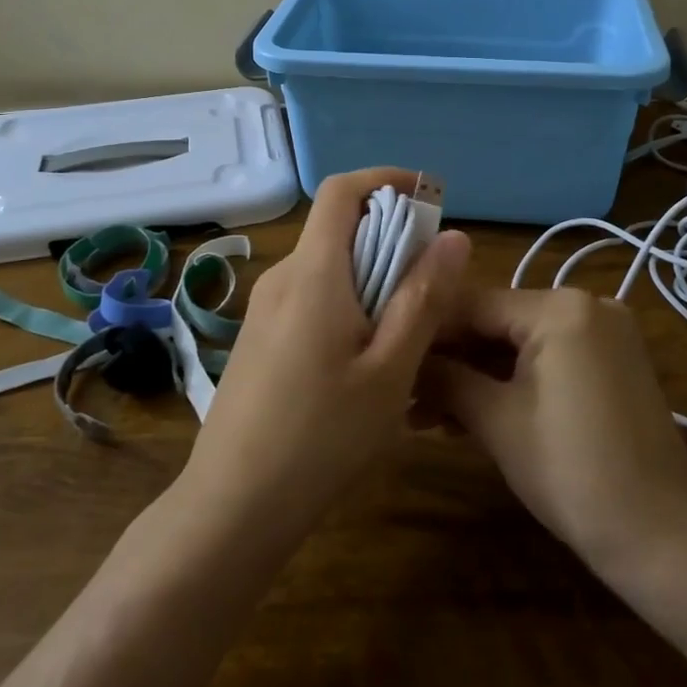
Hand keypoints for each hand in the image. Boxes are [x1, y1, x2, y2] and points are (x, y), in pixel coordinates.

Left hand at [180, 168, 471, 547]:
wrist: (232, 506)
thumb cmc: (321, 437)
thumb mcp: (390, 371)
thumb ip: (423, 298)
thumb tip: (454, 236)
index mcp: (313, 273)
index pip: (342, 190)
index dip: (386, 180)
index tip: (429, 199)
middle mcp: (282, 278)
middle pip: (338, 228)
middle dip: (390, 237)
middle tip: (433, 282)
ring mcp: (264, 309)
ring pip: (327, 266)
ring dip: (371, 275)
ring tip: (406, 328)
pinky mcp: (258, 338)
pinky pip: (310, 297)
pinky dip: (347, 302)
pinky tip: (365, 359)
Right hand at [432, 288, 686, 578]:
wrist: (659, 537)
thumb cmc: (570, 472)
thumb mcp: (496, 421)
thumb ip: (445, 378)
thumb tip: (404, 359)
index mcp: (561, 306)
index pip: (474, 304)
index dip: (427, 331)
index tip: (388, 353)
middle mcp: (587, 304)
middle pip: (498, 323)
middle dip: (451, 360)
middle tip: (404, 394)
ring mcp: (605, 333)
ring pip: (521, 344)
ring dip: (477, 377)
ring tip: (426, 415)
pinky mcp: (613, 363)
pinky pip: (549, 359)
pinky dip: (512, 383)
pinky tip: (470, 415)